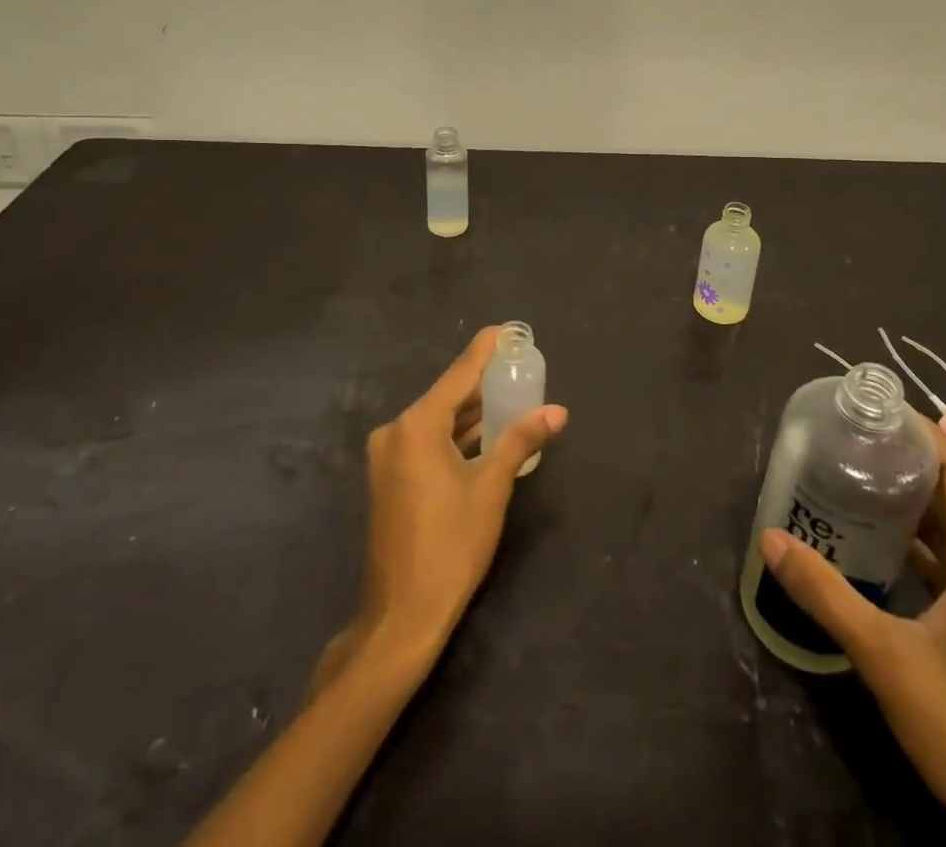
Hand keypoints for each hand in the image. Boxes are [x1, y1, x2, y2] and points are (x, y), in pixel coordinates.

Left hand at [317, 326, 568, 681]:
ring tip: (509, 396)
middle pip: (447, 396)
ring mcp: (388, 457)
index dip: (484, 351)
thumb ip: (520, 441)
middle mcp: (395, 432)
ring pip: (437, 421)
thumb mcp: (491, 488)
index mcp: (416, 426)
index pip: (459, 375)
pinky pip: (427, 442)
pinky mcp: (389, 478)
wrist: (402, 616)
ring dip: (470, 413)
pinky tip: (484, 434)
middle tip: (517, 367)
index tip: (505, 329)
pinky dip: (455, 436)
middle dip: (482, 383)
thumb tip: (557, 412)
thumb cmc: (451, 545)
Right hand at [759, 421, 945, 846]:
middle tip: (852, 443)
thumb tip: (770, 539)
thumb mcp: (889, 660)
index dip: (925, 432)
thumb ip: (828, 596)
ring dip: (913, 509)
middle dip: (908, 464)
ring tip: (857, 486)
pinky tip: (882, 558)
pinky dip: (922, 551)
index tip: (877, 409)